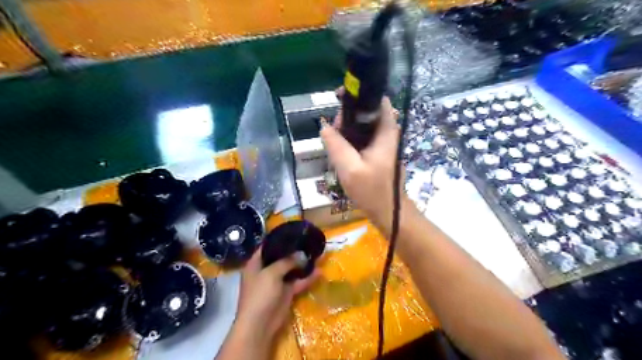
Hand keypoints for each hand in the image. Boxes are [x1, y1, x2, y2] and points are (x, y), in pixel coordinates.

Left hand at [233, 247, 318, 345]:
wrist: (259, 325)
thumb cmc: (260, 294)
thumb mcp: (271, 273)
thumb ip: (287, 261)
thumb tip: (302, 254)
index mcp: (255, 263)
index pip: (266, 246)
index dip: (278, 239)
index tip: (293, 233)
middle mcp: (265, 270)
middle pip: (281, 257)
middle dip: (294, 251)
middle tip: (308, 242)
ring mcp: (276, 282)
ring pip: (291, 269)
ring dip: (302, 264)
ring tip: (316, 254)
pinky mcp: (286, 293)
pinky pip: (297, 282)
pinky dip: (307, 278)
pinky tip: (319, 272)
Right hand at [321, 94, 404, 234]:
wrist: (387, 211)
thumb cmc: (372, 191)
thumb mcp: (350, 168)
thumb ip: (336, 145)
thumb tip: (324, 126)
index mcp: (386, 131)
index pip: (378, 100)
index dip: (359, 96)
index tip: (339, 100)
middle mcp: (387, 133)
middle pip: (367, 112)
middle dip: (348, 115)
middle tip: (334, 130)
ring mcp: (382, 143)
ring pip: (363, 126)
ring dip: (347, 129)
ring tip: (334, 141)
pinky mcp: (377, 153)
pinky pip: (362, 138)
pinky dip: (350, 139)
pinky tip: (340, 150)